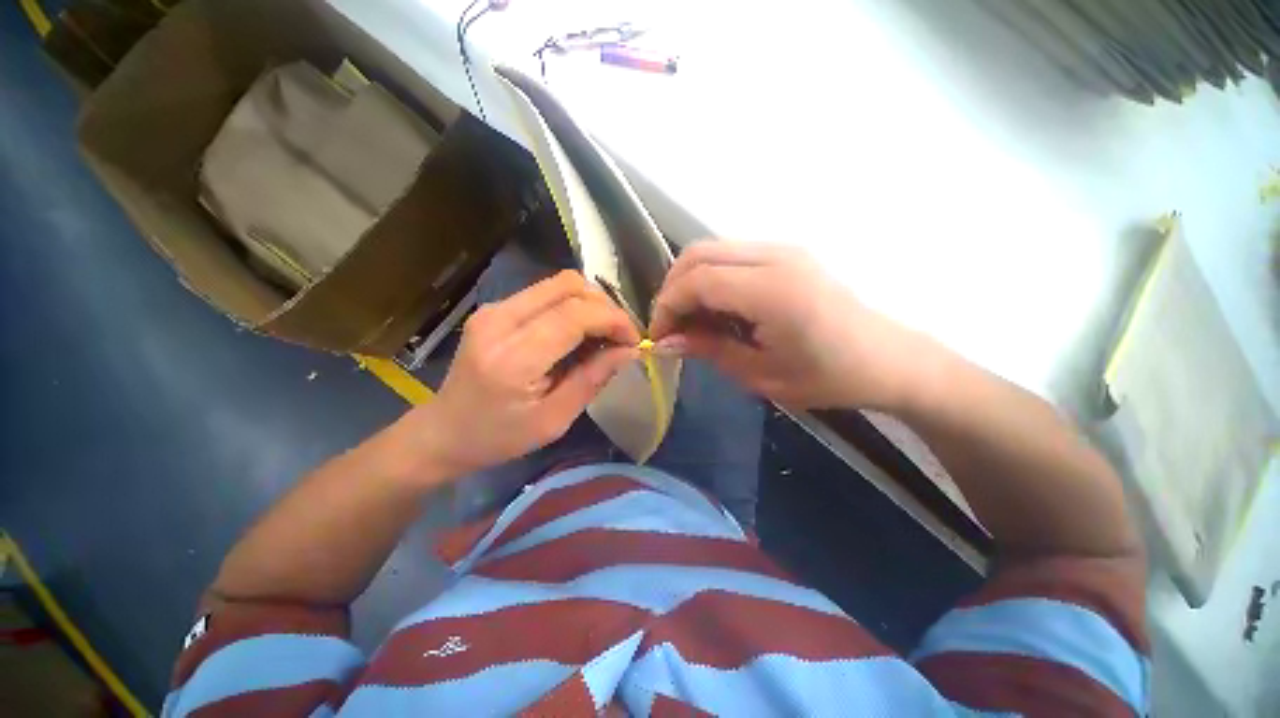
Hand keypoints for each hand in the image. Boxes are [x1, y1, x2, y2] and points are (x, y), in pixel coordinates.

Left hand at [409, 271, 638, 476]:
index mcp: (513, 357)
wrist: (444, 431)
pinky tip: (577, 333)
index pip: (575, 314)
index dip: (613, 320)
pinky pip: (546, 294)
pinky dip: (572, 307)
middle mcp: (500, 320)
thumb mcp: (554, 420)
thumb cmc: (500, 437)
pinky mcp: (495, 308)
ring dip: (590, 304)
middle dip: (605, 307)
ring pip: (559, 284)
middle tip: (619, 337)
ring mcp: (494, 309)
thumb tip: (629, 351)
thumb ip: (593, 379)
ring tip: (602, 336)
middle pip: (568, 286)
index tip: (634, 340)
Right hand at [649, 241, 923, 410]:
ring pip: (711, 250)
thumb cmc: (826, 377)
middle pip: (697, 254)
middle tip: (670, 327)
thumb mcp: (760, 375)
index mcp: (772, 291)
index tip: (659, 337)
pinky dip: (710, 278)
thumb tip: (664, 342)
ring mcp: (782, 249)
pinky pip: (730, 256)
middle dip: (672, 290)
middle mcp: (775, 257)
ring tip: (690, 321)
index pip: (697, 280)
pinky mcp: (785, 253)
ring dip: (689, 282)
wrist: (886, 359)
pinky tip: (715, 309)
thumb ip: (709, 350)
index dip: (667, 306)